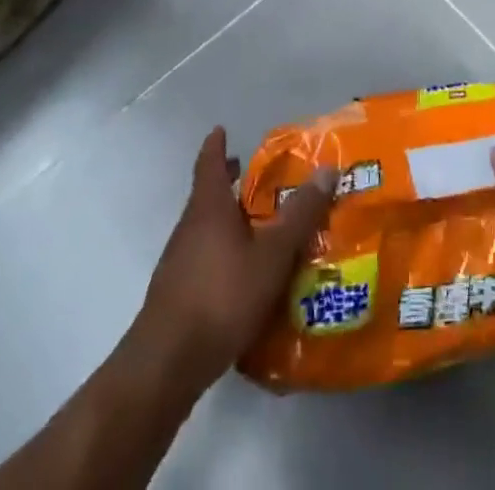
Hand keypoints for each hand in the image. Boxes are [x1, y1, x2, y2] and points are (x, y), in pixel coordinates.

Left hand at [125, 127, 336, 399]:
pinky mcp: (177, 295)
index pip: (210, 163)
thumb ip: (300, 214)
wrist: (166, 364)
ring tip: (259, 226)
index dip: (216, 145)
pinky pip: (203, 259)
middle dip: (229, 183)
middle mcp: (190, 227)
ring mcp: (179, 262)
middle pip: (208, 195)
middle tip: (255, 177)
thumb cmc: (222, 295)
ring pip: (206, 228)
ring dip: (228, 221)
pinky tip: (244, 275)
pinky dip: (223, 253)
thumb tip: (328, 168)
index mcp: (209, 207)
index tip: (222, 130)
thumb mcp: (272, 254)